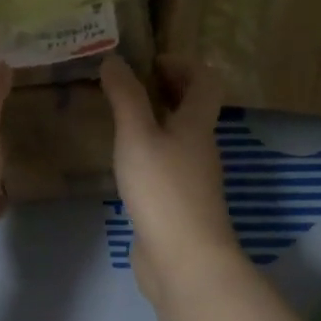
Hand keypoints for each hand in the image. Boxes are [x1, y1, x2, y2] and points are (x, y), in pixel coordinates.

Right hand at [100, 56, 242, 305]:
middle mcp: (200, 147)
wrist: (185, 261)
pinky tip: (122, 158)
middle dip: (164, 88)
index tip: (147, 63)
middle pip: (192, 107)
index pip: (205, 80)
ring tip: (116, 116)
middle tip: (124, 84)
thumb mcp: (137, 136)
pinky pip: (166, 162)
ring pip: (177, 135)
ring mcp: (192, 177)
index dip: (182, 63)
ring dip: (153, 119)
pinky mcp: (178, 202)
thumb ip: (125, 97)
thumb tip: (114, 58)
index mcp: (197, 125)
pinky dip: (147, 149)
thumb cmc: (163, 190)